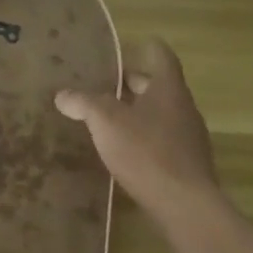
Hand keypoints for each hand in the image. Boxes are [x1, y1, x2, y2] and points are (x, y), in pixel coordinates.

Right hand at [55, 38, 218, 217]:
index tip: (131, 45)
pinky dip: (145, 138)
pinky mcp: (188, 165)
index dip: (147, 48)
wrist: (186, 207)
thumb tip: (62, 94)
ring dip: (138, 113)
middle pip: (158, 87)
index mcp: (168, 88)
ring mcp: (189, 138)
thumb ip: (84, 103)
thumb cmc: (147, 151)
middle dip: (133, 84)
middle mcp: (184, 108)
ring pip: (161, 114)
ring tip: (109, 117)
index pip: (161, 56)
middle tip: (105, 83)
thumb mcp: (106, 121)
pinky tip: (125, 151)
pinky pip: (163, 140)